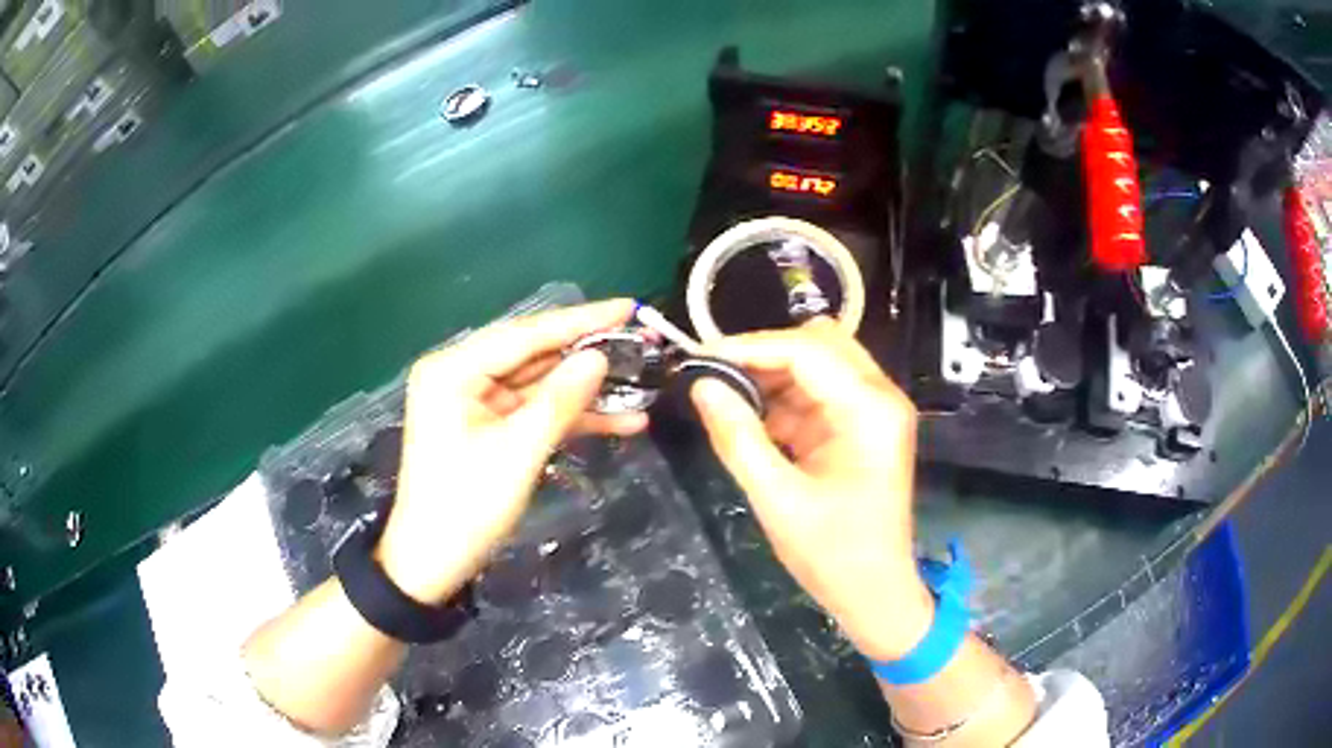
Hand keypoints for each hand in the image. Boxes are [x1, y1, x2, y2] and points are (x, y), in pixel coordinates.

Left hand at [376, 300, 645, 603]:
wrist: (433, 563)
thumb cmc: (466, 507)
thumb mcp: (518, 453)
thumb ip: (560, 400)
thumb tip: (599, 358)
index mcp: (454, 370)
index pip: (525, 334)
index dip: (580, 321)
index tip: (627, 307)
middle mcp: (461, 375)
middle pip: (533, 355)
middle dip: (586, 355)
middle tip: (640, 343)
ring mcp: (475, 402)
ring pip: (539, 385)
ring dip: (586, 390)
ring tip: (641, 383)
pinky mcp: (488, 427)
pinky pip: (534, 411)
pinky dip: (571, 417)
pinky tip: (620, 420)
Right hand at [690, 318, 933, 659]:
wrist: (876, 593)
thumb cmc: (833, 555)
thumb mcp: (778, 500)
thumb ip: (739, 438)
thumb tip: (701, 385)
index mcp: (870, 410)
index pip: (807, 351)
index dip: (750, 347)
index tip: (699, 357)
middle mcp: (879, 397)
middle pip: (819, 344)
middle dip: (763, 355)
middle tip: (712, 375)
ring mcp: (872, 410)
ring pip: (817, 364)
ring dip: (771, 375)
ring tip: (723, 394)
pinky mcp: (860, 426)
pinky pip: (817, 393)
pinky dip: (782, 399)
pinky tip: (750, 416)